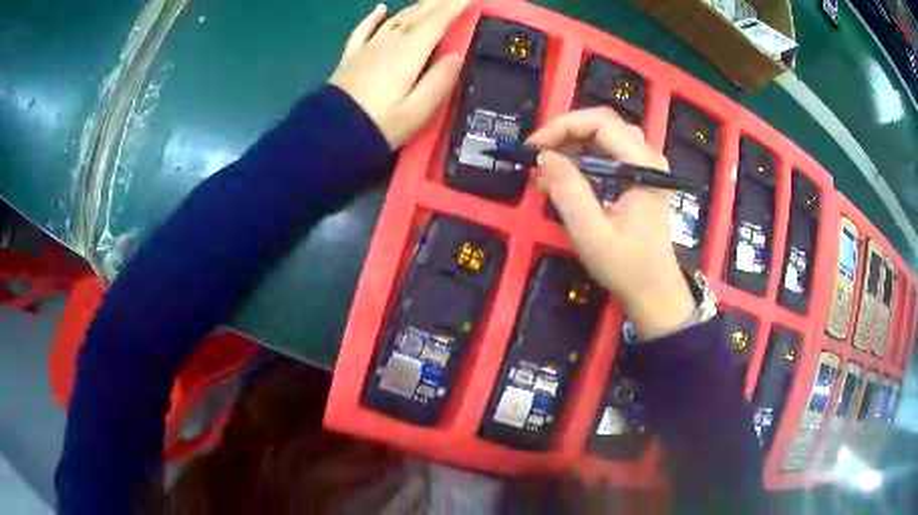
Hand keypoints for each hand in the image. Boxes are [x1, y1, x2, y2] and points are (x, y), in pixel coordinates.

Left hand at [330, 0, 469, 147]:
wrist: (331, 135)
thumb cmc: (381, 125)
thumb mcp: (418, 110)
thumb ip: (440, 81)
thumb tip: (457, 56)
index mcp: (410, 52)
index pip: (438, 21)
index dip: (455, 6)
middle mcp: (389, 42)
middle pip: (418, 14)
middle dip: (439, 2)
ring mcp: (368, 47)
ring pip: (396, 18)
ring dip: (417, 6)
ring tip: (432, 0)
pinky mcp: (351, 56)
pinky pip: (364, 29)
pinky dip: (374, 17)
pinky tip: (380, 8)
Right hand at [528, 108, 695, 339]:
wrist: (654, 291)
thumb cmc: (627, 266)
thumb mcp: (592, 233)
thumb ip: (569, 192)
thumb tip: (544, 157)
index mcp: (642, 166)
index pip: (601, 123)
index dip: (562, 126)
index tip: (534, 147)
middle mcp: (647, 157)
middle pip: (602, 125)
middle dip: (564, 134)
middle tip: (537, 156)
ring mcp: (645, 166)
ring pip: (603, 137)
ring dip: (572, 146)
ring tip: (547, 169)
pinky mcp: (639, 177)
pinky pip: (607, 154)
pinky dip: (582, 160)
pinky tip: (565, 178)